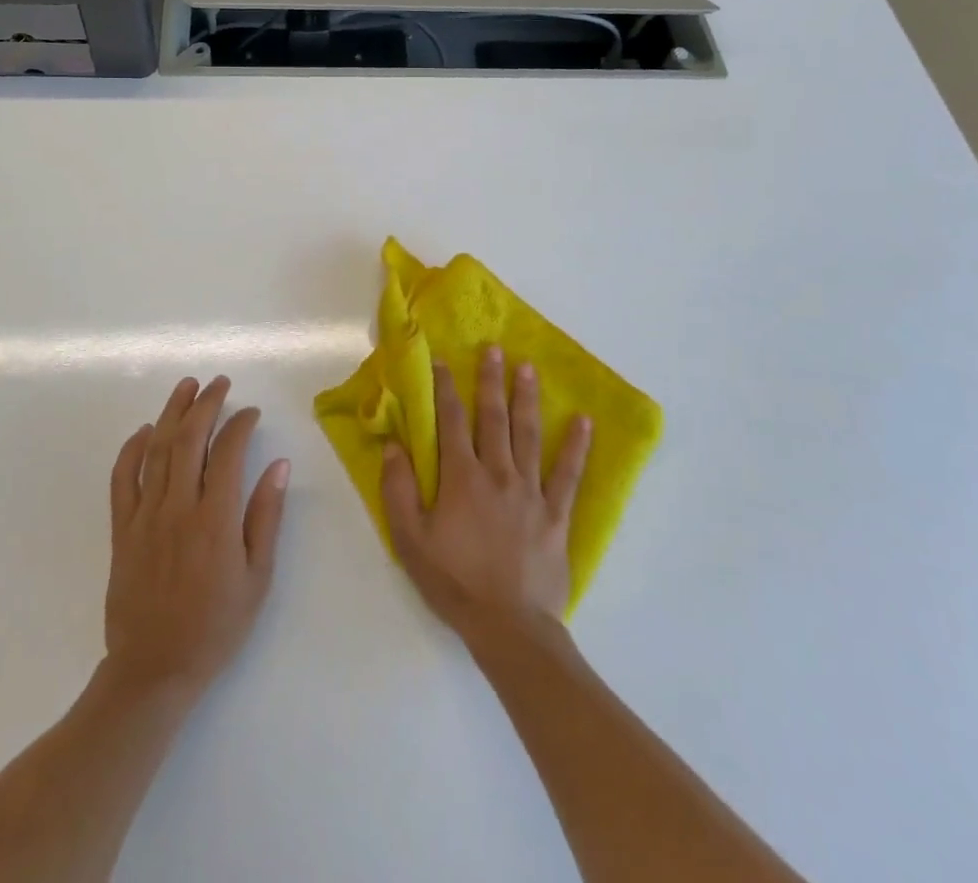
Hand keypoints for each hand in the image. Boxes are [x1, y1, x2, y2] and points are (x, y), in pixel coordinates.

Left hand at [103, 376, 289, 698]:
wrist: (154, 671)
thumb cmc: (215, 627)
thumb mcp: (257, 578)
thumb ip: (266, 517)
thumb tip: (279, 465)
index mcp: (215, 521)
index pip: (228, 453)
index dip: (241, 424)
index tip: (251, 413)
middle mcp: (178, 508)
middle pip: (189, 439)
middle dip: (206, 404)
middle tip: (219, 383)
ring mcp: (145, 516)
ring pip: (157, 449)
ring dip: (172, 412)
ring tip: (186, 386)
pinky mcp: (122, 529)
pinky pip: (123, 479)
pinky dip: (132, 449)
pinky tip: (145, 431)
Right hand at [381, 347, 591, 639]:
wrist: (509, 628)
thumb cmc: (454, 582)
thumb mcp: (410, 539)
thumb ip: (398, 489)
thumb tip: (394, 445)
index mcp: (461, 477)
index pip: (450, 421)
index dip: (445, 388)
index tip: (443, 360)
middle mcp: (497, 473)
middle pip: (493, 417)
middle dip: (491, 381)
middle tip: (494, 349)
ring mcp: (531, 491)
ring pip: (528, 435)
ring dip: (527, 399)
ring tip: (529, 368)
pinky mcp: (556, 514)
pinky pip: (568, 474)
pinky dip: (577, 447)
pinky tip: (584, 421)